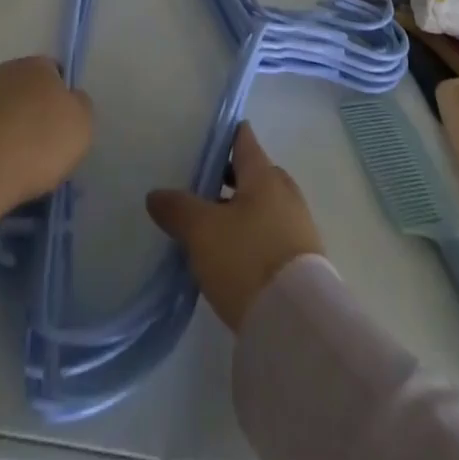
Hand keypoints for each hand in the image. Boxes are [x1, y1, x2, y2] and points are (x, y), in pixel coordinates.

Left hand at [0, 57, 92, 234]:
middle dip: (32, 110)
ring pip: (1, 107)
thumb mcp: (81, 128)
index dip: (61, 100)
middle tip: (39, 145)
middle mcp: (5, 69)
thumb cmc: (36, 146)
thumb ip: (80, 107)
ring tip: (12, 160)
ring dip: (7, 125)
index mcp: (38, 65)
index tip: (61, 129)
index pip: (56, 73)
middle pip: (26, 88)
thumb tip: (71, 99)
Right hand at [146, 123, 322, 330]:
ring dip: (239, 211)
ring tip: (210, 227)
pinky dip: (252, 236)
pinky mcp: (302, 260)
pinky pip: (271, 234)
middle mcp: (284, 192)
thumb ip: (178, 208)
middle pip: (253, 173)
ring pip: (262, 206)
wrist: (296, 323)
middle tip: (198, 188)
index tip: (202, 139)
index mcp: (264, 174)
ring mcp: (298, 226)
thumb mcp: (202, 231)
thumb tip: (155, 194)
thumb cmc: (247, 259)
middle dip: (228, 178)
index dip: (223, 136)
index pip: (243, 139)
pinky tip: (232, 256)